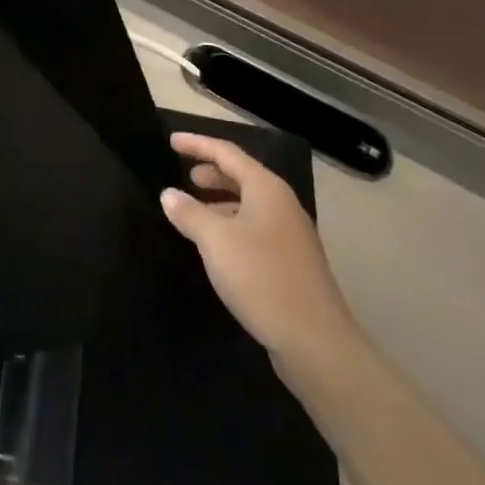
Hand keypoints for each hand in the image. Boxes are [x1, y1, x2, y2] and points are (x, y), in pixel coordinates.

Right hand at [161, 132, 354, 358]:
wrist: (315, 342)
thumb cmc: (262, 277)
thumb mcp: (216, 241)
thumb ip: (189, 213)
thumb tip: (169, 194)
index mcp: (266, 188)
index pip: (226, 152)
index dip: (197, 144)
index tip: (171, 142)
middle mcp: (281, 204)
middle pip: (241, 176)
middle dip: (211, 173)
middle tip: (184, 176)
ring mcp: (290, 234)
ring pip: (248, 205)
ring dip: (220, 202)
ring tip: (194, 211)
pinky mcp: (291, 263)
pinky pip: (255, 229)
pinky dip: (231, 226)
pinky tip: (216, 246)